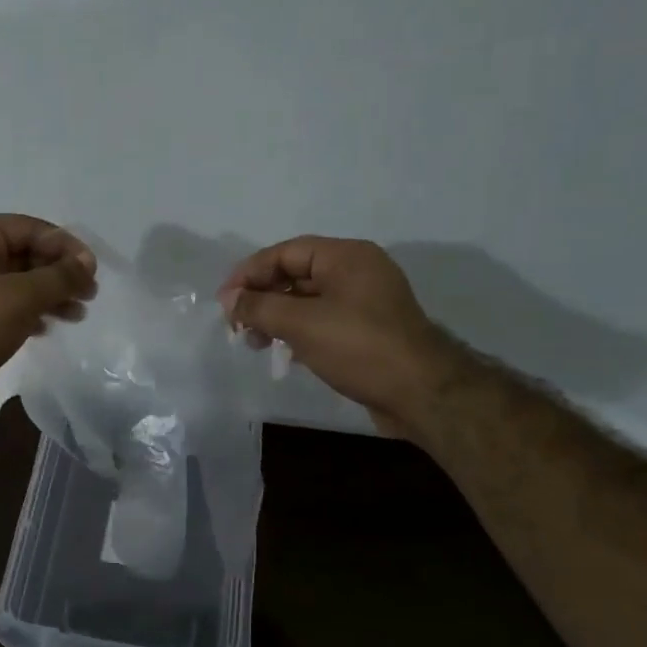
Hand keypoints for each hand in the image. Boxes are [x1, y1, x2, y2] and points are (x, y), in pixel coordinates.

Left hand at [0, 214, 96, 420]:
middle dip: (59, 273)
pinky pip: (7, 305)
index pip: (27, 228)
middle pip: (24, 254)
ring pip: (18, 283)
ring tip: (77, 314)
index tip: (90, 269)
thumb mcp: (22, 296)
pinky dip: (30, 312)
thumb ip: (59, 276)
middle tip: (89, 293)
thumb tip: (87, 263)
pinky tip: (48, 328)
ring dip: (50, 295)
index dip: (63, 244)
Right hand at [218, 236, 458, 437]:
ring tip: (255, 343)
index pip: (285, 252)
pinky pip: (323, 320)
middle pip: (296, 274)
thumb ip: (259, 307)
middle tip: (236, 325)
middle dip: (262, 297)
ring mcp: (365, 302)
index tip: (224, 301)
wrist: (422, 394)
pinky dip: (299, 331)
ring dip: (277, 317)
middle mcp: (357, 271)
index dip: (249, 273)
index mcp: (346, 256)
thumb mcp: (302, 324)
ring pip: (308, 300)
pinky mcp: (368, 330)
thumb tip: (229, 299)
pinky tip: (284, 353)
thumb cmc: (359, 348)